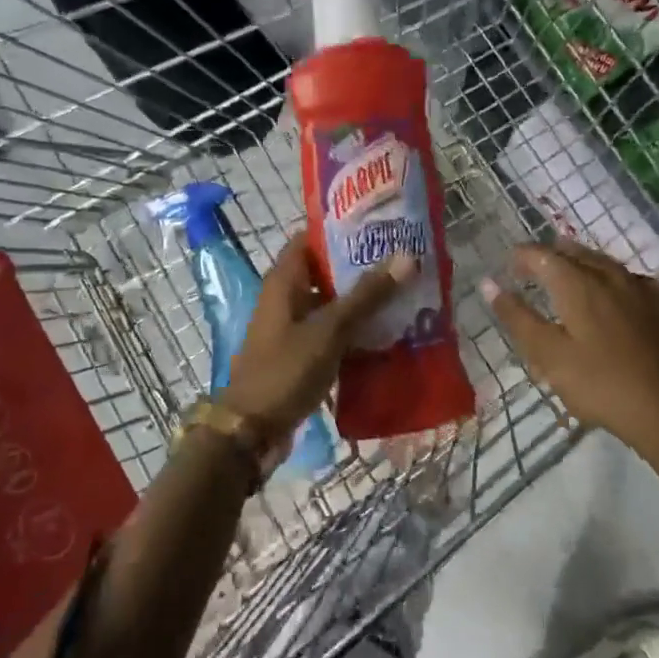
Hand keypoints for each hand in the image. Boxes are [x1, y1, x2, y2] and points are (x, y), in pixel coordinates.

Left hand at [221, 237, 415, 439]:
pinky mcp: (301, 354)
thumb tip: (406, 256)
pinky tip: (388, 334)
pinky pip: (332, 333)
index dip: (340, 229)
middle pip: (325, 271)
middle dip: (361, 267)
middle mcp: (286, 298)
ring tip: (404, 294)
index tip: (378, 226)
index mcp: (284, 282)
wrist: (252, 430)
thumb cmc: (286, 370)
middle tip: (403, 261)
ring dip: (362, 302)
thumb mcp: (329, 330)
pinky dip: (355, 331)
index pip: (310, 238)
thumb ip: (367, 295)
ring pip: (332, 304)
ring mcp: (292, 328)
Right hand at [483, 240, 658, 452]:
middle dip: (553, 256)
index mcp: (578, 284)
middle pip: (577, 254)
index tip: (510, 265)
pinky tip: (619, 296)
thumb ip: (518, 317)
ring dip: (585, 265)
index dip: (523, 256)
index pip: (543, 255)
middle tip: (537, 267)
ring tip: (574, 276)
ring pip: (608, 265)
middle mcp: (612, 275)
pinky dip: (617, 282)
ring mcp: (645, 289)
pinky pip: (635, 282)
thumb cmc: (600, 384)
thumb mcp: (548, 355)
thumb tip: (489, 284)